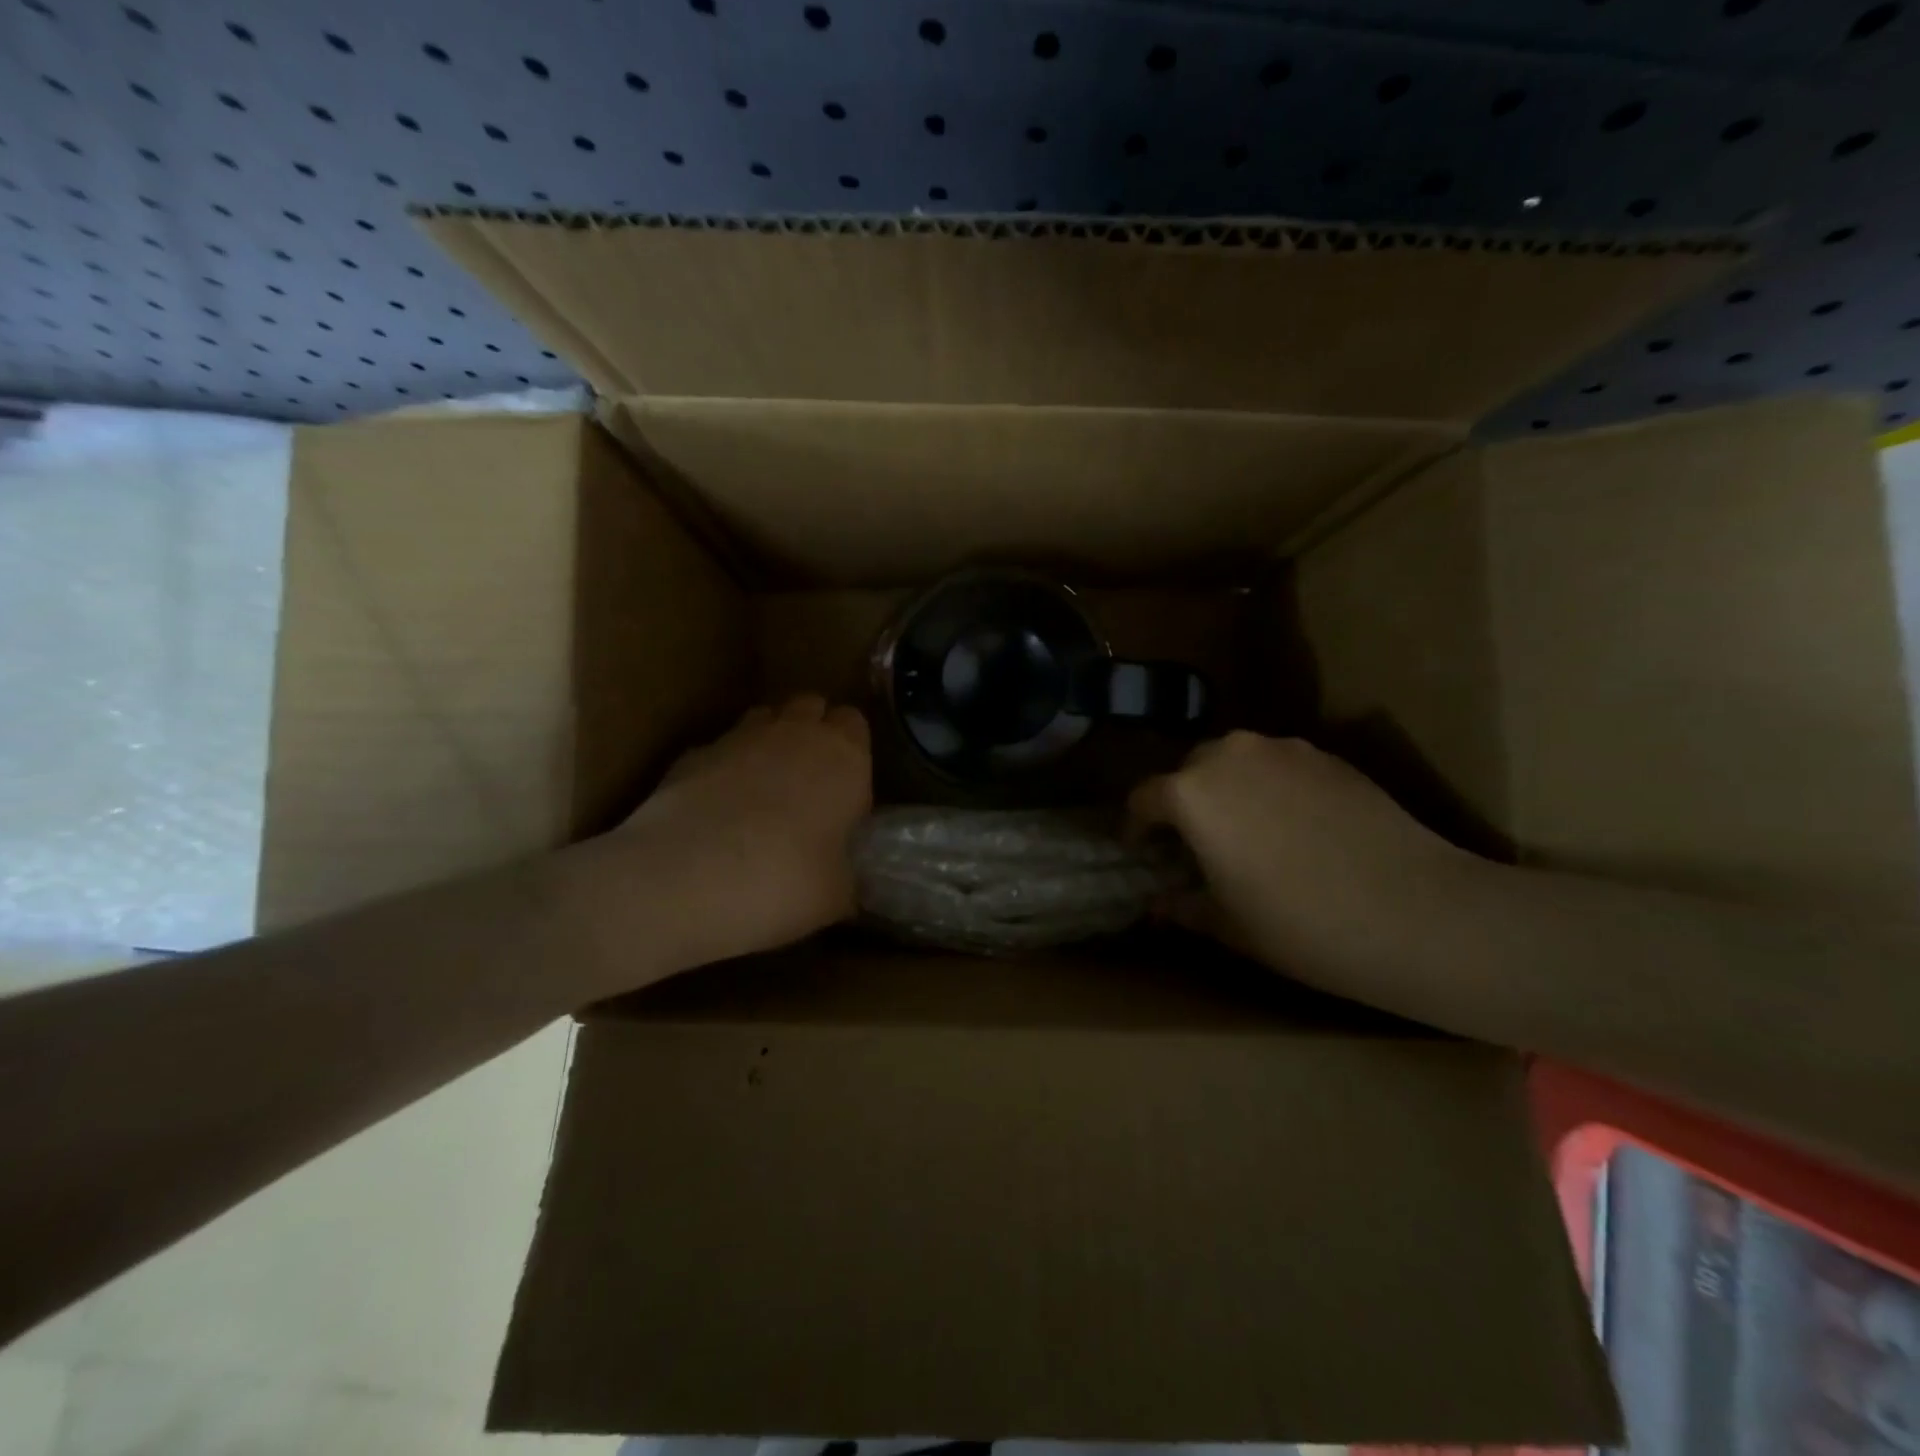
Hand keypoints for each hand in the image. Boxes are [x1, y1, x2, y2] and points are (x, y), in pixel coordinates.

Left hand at [581, 695, 871, 976]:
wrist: (684, 878)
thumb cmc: (784, 882)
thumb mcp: (836, 896)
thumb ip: (848, 876)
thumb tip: (848, 883)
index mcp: (844, 756)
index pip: (855, 723)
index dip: (852, 748)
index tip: (848, 784)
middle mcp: (794, 733)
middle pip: (810, 707)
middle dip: (812, 731)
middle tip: (810, 781)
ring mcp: (738, 737)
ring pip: (764, 718)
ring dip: (770, 741)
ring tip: (765, 789)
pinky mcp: (691, 754)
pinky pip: (720, 748)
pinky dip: (725, 767)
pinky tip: (718, 808)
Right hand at [1128, 732, 1480, 987]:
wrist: (1417, 912)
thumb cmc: (1300, 925)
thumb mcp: (1227, 925)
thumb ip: (1182, 906)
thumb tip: (1158, 903)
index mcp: (1191, 792)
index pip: (1144, 798)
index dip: (1137, 827)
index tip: (1145, 853)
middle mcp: (1231, 754)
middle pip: (1189, 771)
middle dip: (1183, 802)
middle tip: (1195, 844)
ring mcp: (1285, 749)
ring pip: (1236, 762)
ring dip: (1228, 790)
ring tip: (1246, 832)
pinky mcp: (1331, 757)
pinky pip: (1280, 765)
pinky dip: (1271, 788)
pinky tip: (1295, 828)